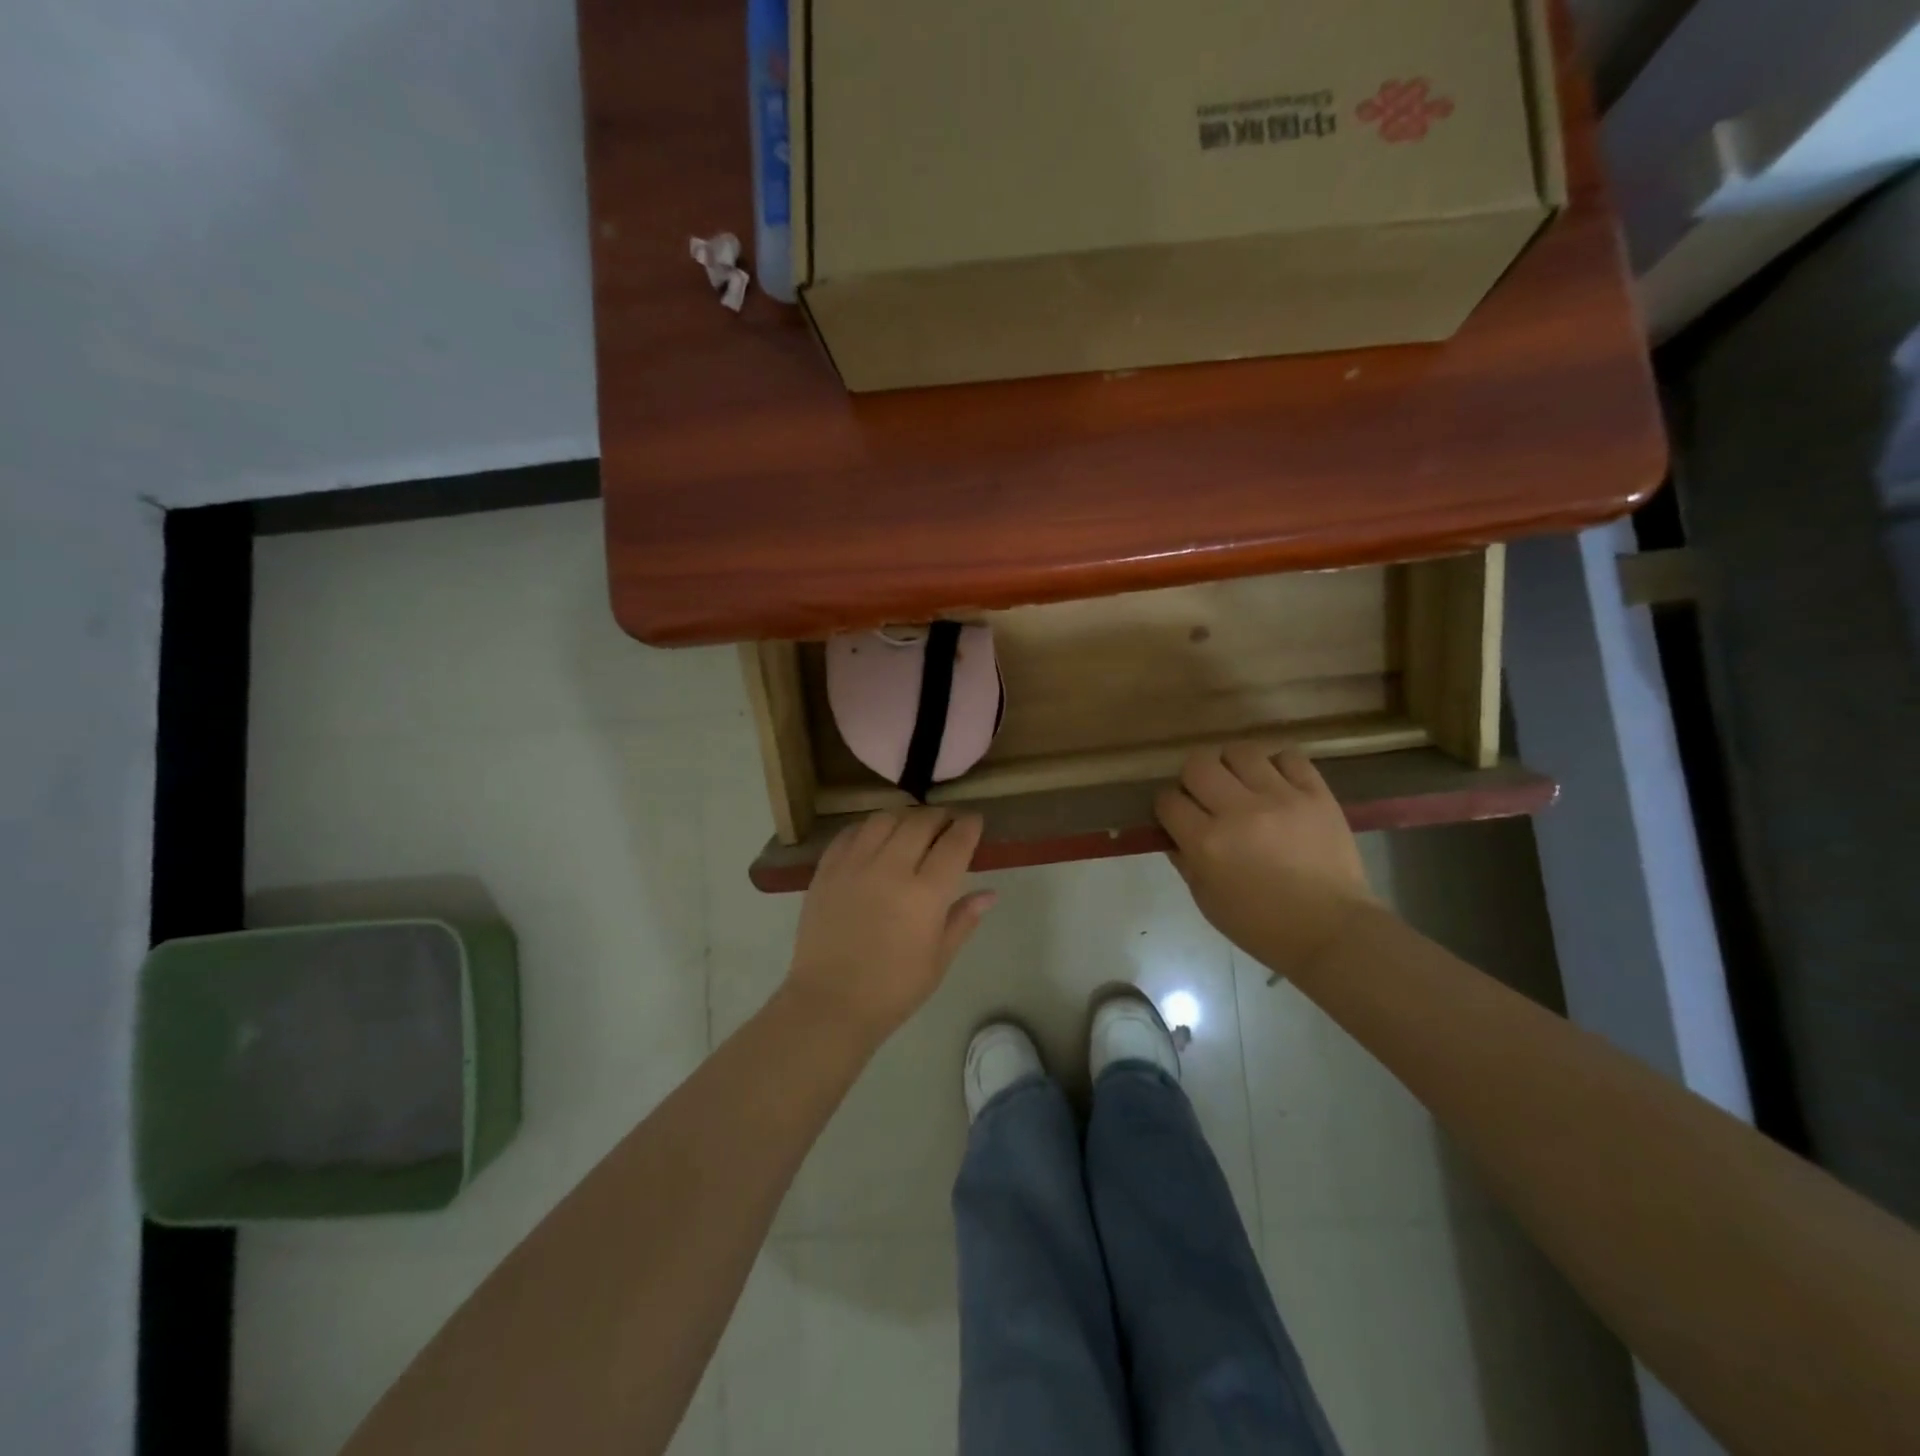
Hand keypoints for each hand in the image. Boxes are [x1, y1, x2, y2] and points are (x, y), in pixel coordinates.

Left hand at [787, 807, 995, 1041]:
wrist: (829, 1003)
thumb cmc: (893, 989)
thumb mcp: (938, 960)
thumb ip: (963, 919)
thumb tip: (990, 894)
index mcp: (925, 894)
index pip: (954, 843)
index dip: (968, 826)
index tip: (974, 820)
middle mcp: (890, 869)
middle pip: (920, 822)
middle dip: (940, 816)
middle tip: (947, 821)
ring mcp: (854, 865)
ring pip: (884, 819)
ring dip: (904, 817)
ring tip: (911, 827)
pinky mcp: (826, 870)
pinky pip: (850, 833)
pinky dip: (868, 828)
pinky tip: (875, 838)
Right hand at [1156, 742, 1377, 973]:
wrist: (1332, 931)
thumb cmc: (1261, 925)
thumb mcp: (1207, 900)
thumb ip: (1184, 860)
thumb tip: (1173, 832)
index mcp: (1207, 842)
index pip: (1168, 800)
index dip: (1167, 806)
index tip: (1177, 815)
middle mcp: (1239, 811)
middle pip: (1198, 764)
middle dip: (1193, 778)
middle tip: (1206, 795)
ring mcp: (1281, 798)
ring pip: (1241, 751)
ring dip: (1232, 765)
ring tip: (1241, 783)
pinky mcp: (1316, 794)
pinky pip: (1289, 756)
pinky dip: (1276, 765)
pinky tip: (1276, 783)